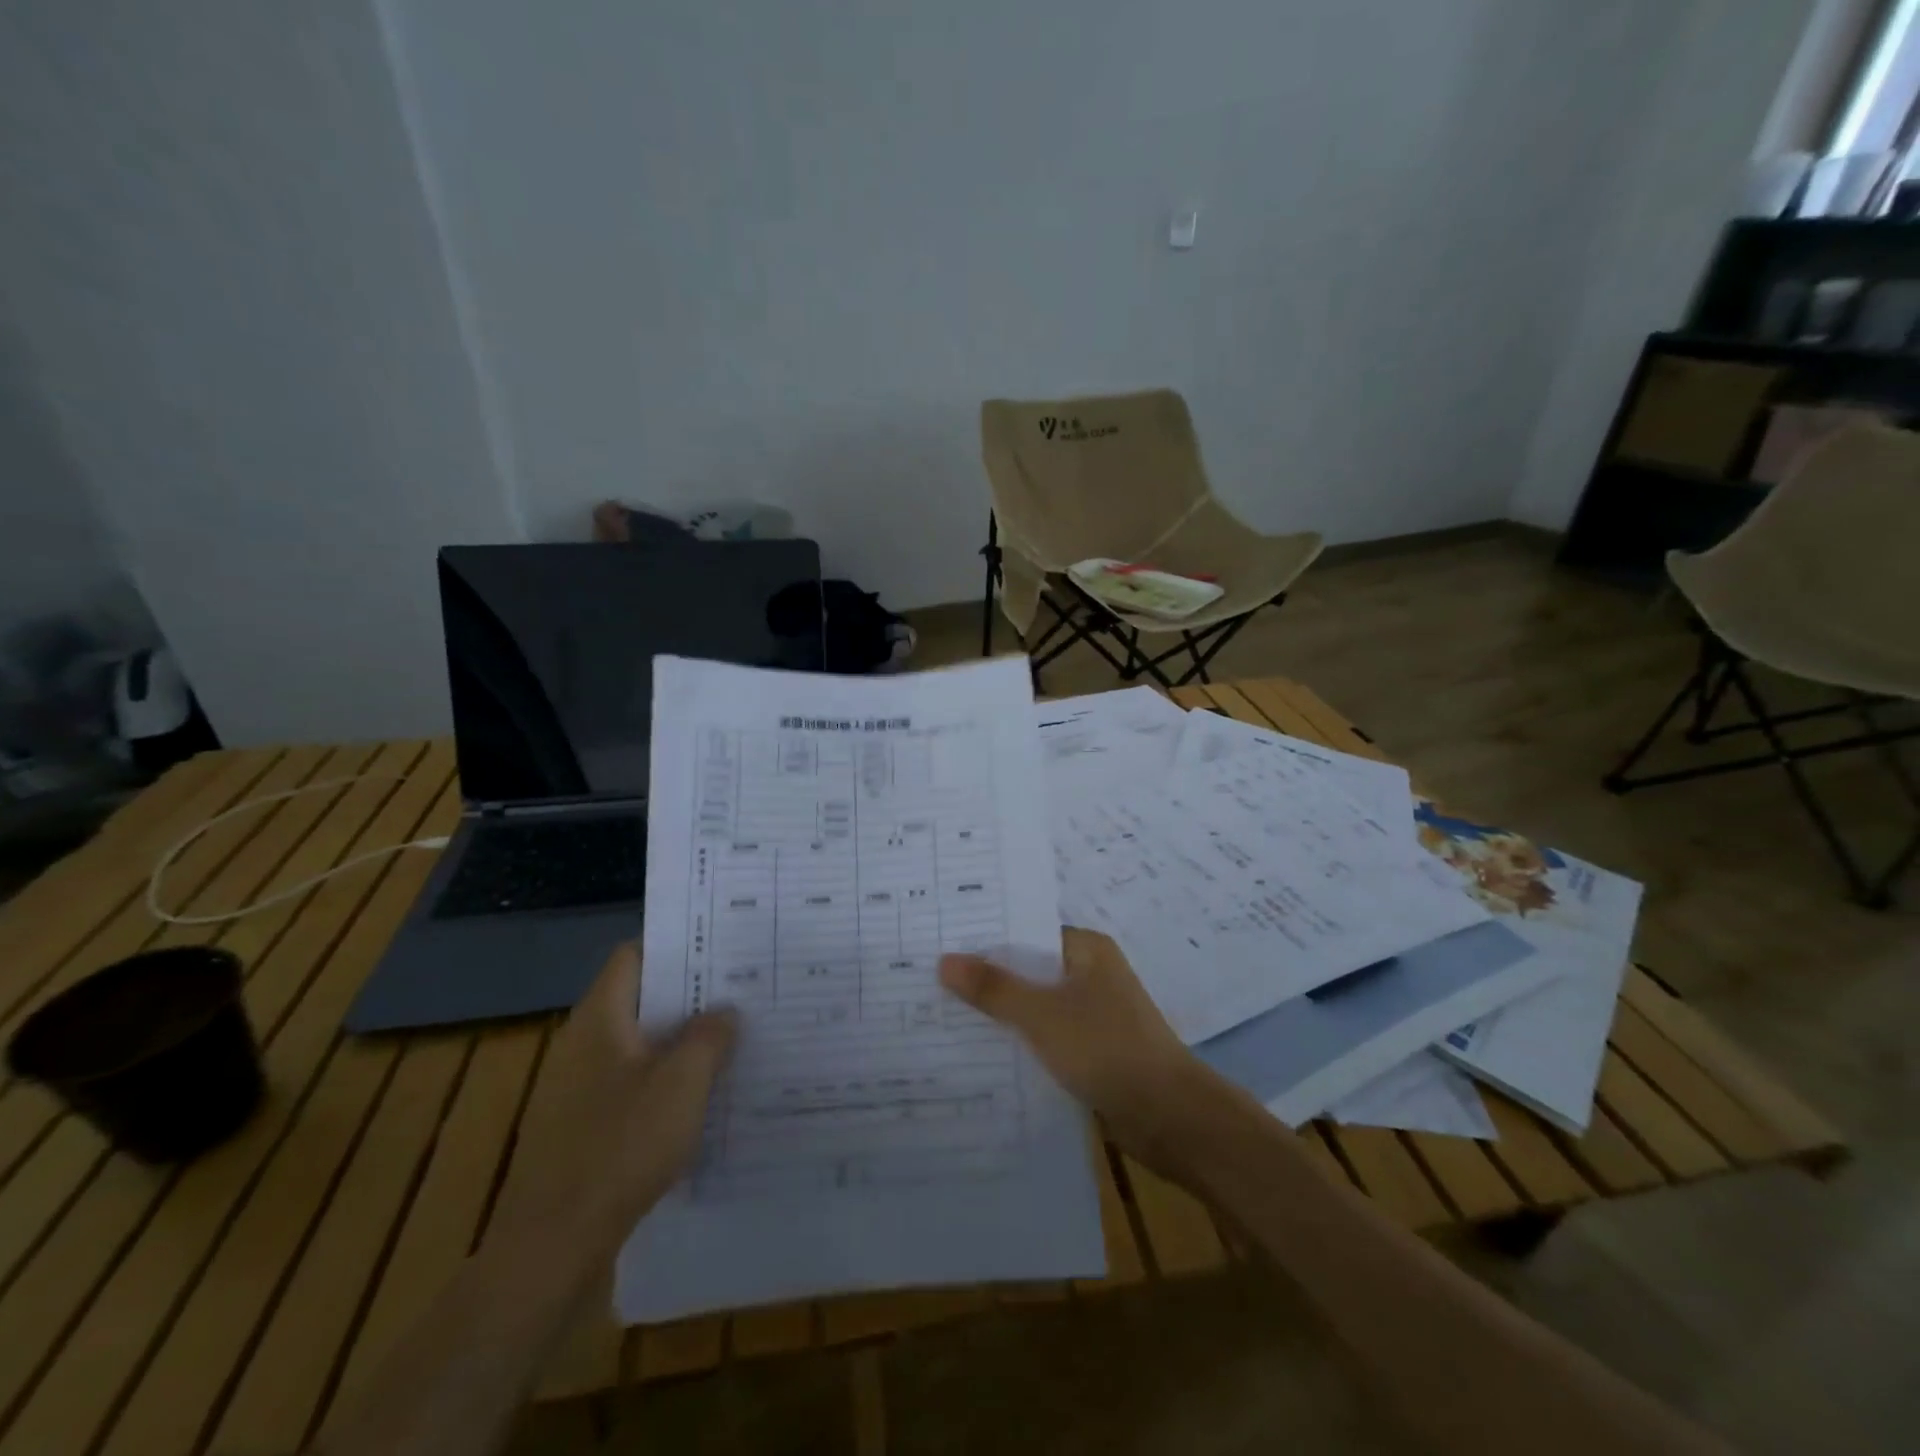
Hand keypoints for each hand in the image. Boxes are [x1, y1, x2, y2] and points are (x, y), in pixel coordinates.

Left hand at [498, 944, 735, 1262]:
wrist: (554, 1247)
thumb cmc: (621, 1147)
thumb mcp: (682, 1082)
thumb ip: (710, 1036)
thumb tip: (725, 1010)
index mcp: (600, 1018)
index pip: (635, 955)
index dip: (677, 946)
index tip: (723, 947)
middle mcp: (585, 1043)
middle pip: (641, 998)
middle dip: (692, 994)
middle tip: (743, 991)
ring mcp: (581, 1087)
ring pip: (642, 1044)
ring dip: (684, 1040)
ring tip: (736, 1038)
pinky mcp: (587, 1126)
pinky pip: (636, 1083)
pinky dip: (669, 1080)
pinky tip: (705, 1095)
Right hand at [939, 928, 1207, 1167]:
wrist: (1169, 1117)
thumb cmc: (1106, 1048)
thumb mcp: (1042, 1014)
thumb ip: (993, 988)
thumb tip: (944, 960)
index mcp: (1086, 949)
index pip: (1026, 932)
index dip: (985, 938)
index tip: (939, 943)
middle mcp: (1091, 973)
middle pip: (1028, 969)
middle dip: (986, 978)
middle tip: (928, 979)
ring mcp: (1094, 1014)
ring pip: (1035, 1005)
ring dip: (1000, 1013)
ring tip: (943, 1015)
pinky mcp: (1093, 1050)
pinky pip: (1046, 1037)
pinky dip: (1020, 1042)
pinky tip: (981, 1053)